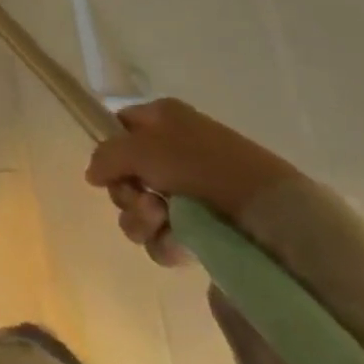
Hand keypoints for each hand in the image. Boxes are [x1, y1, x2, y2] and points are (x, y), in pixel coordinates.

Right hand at [84, 99, 300, 265]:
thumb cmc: (200, 166)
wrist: (270, 215)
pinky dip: (164, 241)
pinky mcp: (204, 229)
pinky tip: (180, 243)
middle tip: (144, 201)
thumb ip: (106, 156)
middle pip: (126, 174)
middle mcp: (175, 151)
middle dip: (126, 193)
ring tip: (163, 222)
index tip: (111, 169)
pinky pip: (164, 236)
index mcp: (164, 120)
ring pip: (140, 209)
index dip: (111, 148)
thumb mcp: (140, 148)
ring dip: (141, 219)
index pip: (120, 127)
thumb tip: (93, 175)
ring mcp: (191, 193)